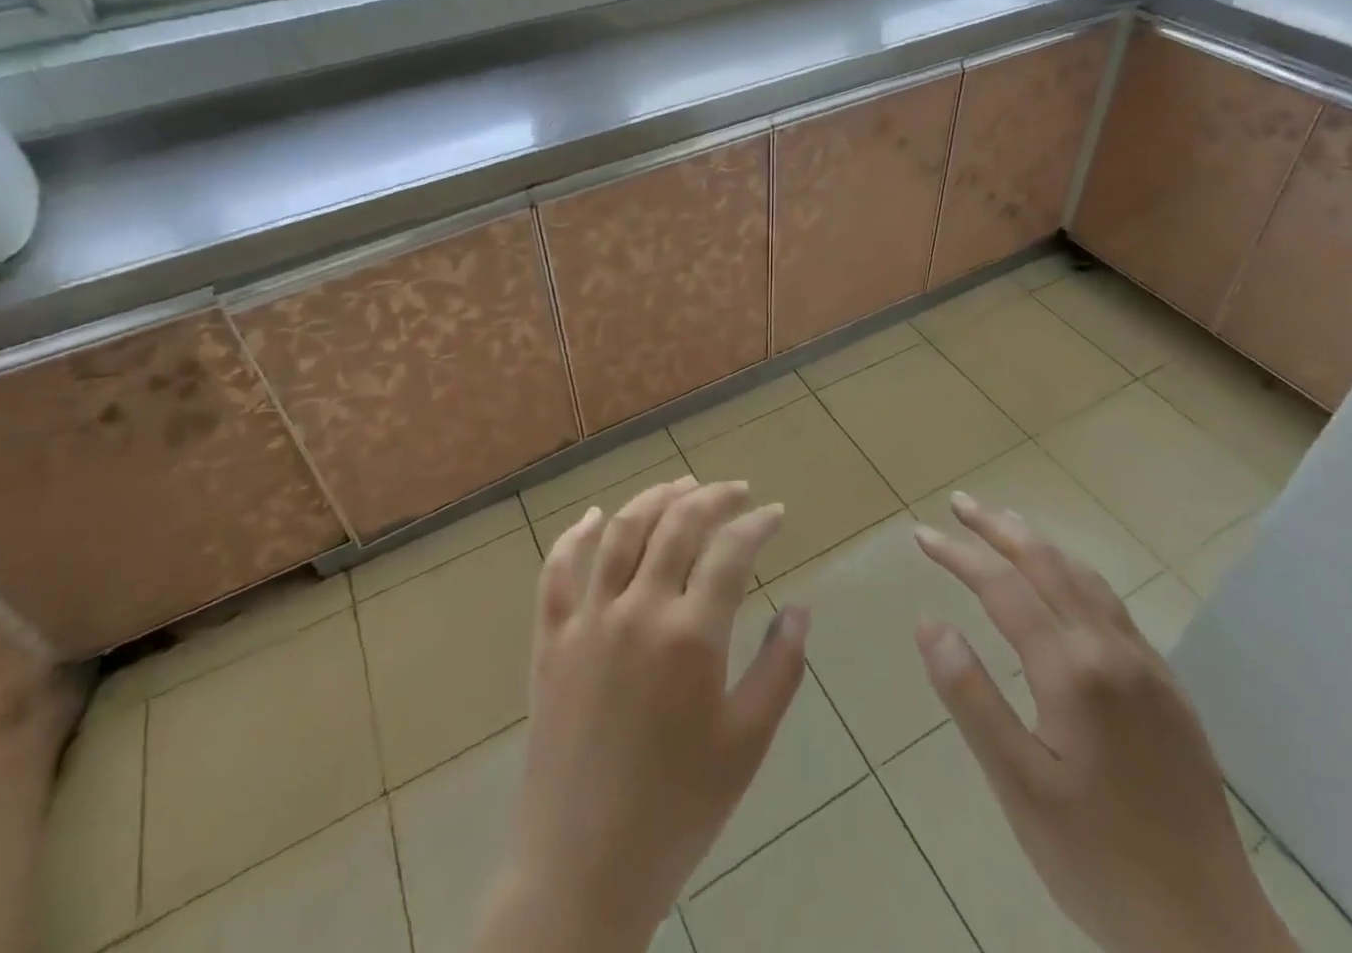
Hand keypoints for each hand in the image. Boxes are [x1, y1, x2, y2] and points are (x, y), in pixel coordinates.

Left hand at [473, 477, 808, 952]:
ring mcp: (588, 620)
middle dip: (712, 497)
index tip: (774, 513)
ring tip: (681, 485)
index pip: (731, 551)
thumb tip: (800, 607)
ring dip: (654, 499)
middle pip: (677, 525)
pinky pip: (557, 571)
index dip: (757, 523)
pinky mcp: (551, 639)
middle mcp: (637, 610)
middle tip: (736, 490)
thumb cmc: (679, 809)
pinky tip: (595, 516)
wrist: (584, 867)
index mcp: (691, 636)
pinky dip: (577, 536)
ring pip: (621, 532)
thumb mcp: (747, 743)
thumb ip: (780, 667)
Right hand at [915, 493, 1297, 952]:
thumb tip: (929, 622)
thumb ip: (970, 696)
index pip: (1003, 588)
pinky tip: (1064, 584)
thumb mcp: (1017, 786)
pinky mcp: (1168, 689)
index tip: (921, 535)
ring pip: (1086, 579)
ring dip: (1039, 544)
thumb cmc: (1098, 861)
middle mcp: (1112, 651)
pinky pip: (1113, 606)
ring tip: (1004, 523)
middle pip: (1048, 565)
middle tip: (959, 504)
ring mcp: (1147, 667)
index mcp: (1072, 672)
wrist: (1212, 933)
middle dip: (999, 528)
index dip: (958, 556)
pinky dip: (1074, 574)